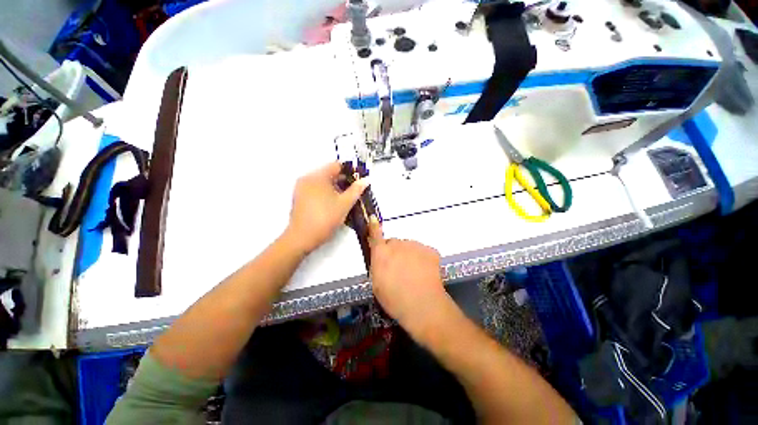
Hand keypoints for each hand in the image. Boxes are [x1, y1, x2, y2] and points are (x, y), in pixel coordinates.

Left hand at [285, 162, 367, 253]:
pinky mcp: (299, 197)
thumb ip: (356, 190)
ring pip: (323, 182)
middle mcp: (307, 178)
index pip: (337, 165)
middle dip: (344, 181)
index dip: (351, 171)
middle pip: (329, 173)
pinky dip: (326, 192)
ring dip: (336, 187)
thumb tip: (366, 179)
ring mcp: (301, 188)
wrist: (302, 238)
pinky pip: (316, 189)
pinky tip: (334, 203)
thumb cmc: (325, 218)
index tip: (360, 180)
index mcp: (318, 176)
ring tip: (347, 198)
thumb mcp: (344, 204)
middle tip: (356, 190)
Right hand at [368, 217, 449, 331]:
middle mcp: (397, 244)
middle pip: (394, 243)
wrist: (423, 305)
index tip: (373, 219)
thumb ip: (377, 264)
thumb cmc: (394, 299)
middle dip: (395, 252)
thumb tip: (379, 255)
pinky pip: (423, 251)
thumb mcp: (377, 284)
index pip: (375, 235)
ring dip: (409, 255)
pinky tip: (424, 273)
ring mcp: (415, 245)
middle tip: (399, 269)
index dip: (374, 227)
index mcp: (382, 253)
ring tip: (413, 273)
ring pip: (409, 247)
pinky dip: (423, 259)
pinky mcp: (430, 250)